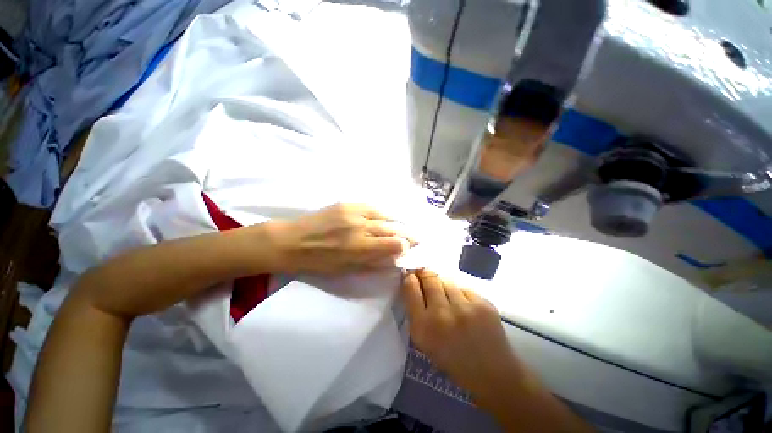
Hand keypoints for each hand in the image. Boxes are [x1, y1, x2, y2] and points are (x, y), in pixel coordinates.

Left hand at [270, 203, 414, 274]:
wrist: (292, 241)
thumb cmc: (318, 262)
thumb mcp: (346, 270)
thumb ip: (372, 262)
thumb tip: (393, 258)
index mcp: (359, 247)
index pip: (394, 244)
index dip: (405, 247)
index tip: (409, 250)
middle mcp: (360, 227)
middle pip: (393, 228)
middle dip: (408, 234)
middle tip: (416, 237)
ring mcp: (354, 212)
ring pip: (386, 215)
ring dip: (398, 222)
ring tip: (405, 227)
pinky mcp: (348, 204)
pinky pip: (373, 207)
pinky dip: (383, 214)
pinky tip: (387, 218)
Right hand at [400, 270, 521, 398]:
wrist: (491, 373)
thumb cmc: (451, 359)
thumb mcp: (424, 341)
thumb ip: (416, 312)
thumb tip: (413, 283)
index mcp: (423, 327)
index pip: (411, 288)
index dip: (410, 277)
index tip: (412, 275)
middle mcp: (441, 314)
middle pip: (429, 278)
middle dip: (425, 273)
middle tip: (426, 275)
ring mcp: (464, 308)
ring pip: (447, 280)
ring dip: (443, 283)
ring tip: (447, 294)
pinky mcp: (483, 304)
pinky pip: (464, 287)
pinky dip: (461, 292)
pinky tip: (464, 304)